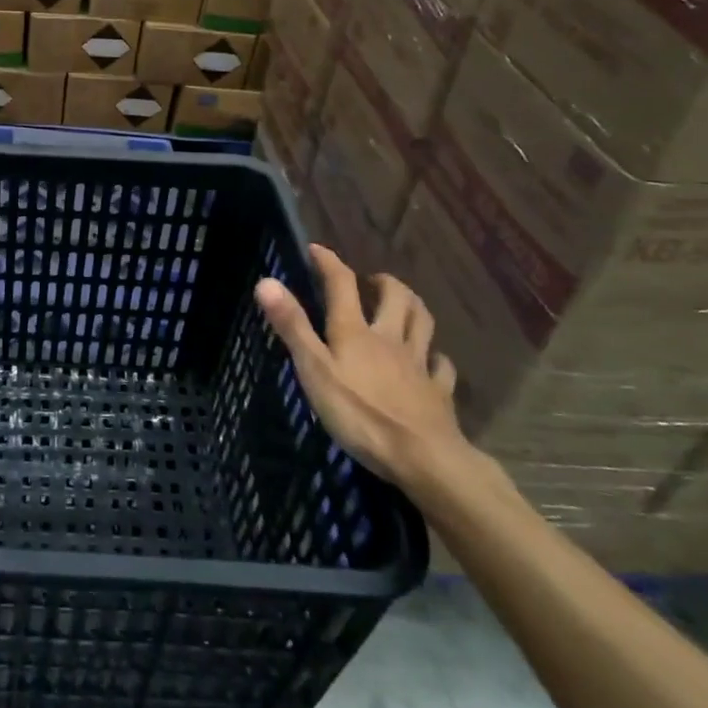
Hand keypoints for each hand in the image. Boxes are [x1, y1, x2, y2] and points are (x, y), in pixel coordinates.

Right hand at [255, 245, 470, 489]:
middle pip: (396, 298)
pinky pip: (441, 368)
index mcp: (356, 332)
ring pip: (423, 324)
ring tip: (404, 304)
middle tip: (371, 280)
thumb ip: (292, 326)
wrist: (423, 458)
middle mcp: (389, 339)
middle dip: (383, 282)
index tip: (317, 249)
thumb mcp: (315, 369)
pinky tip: (433, 360)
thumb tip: (266, 281)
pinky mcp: (438, 393)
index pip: (342, 285)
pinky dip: (436, 358)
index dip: (329, 263)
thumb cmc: (360, 414)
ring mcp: (418, 365)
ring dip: (414, 306)